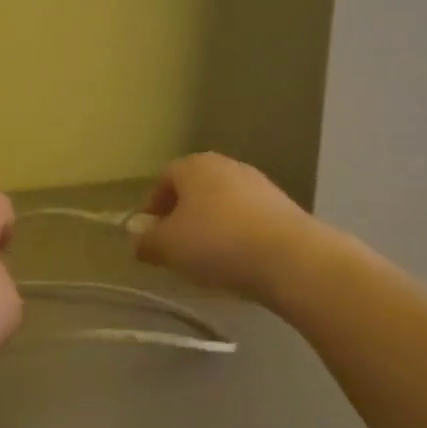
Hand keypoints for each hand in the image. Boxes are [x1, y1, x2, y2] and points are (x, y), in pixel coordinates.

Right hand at [135, 153, 316, 304]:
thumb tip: (136, 237)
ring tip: (205, 259)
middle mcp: (227, 166)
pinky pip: (248, 219)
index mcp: (194, 166)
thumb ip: (146, 241)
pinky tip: (236, 261)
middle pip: (195, 189)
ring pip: (223, 204)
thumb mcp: (167, 247)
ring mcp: (260, 185)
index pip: (164, 178)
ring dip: (210, 226)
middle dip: (181, 216)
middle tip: (174, 247)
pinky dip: (237, 236)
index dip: (152, 206)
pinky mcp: (284, 208)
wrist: (290, 258)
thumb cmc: (215, 243)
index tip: (149, 235)